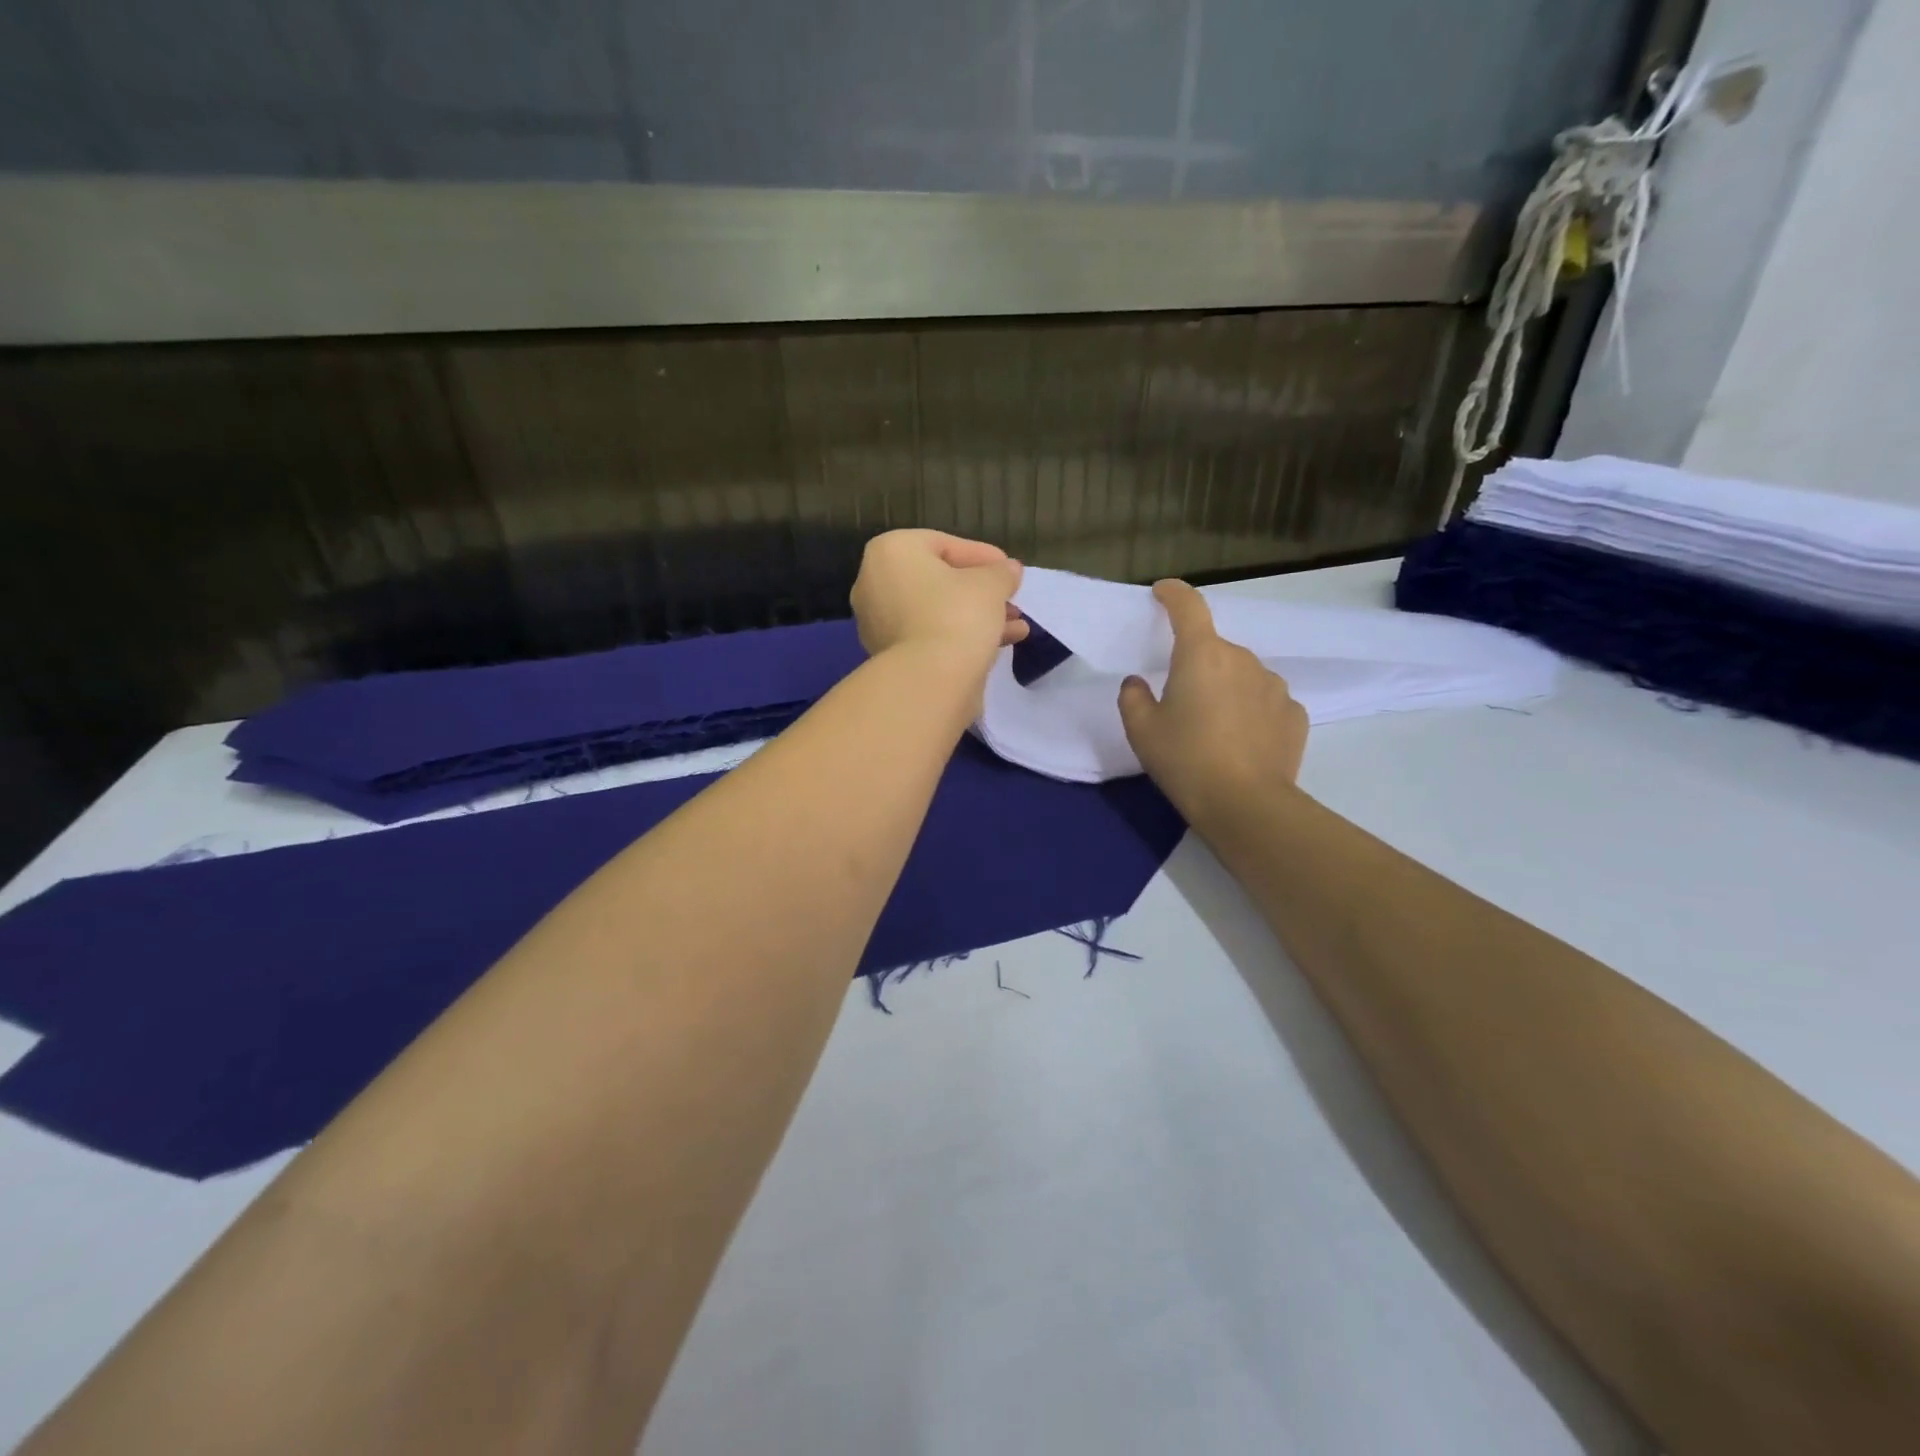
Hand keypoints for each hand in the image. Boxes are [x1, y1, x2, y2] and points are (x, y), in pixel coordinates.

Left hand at [850, 530, 1028, 666]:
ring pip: (937, 611)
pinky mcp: (889, 655)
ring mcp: (878, 622)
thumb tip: (1009, 570)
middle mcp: (874, 583)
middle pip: (939, 580)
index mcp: (891, 552)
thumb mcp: (991, 584)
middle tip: (1010, 598)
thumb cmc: (957, 614)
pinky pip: (931, 635)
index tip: (1009, 570)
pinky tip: (1000, 643)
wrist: (929, 680)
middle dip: (981, 591)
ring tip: (1015, 625)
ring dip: (978, 615)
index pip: (944, 544)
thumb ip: (1001, 572)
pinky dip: (961, 635)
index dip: (983, 556)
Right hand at [1117, 580, 1307, 819]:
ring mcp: (1274, 686)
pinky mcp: (1295, 714)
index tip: (1162, 593)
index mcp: (1202, 655)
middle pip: (1214, 649)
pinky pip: (1265, 701)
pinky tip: (1242, 742)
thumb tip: (1139, 683)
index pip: (1188, 607)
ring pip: (1242, 675)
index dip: (1173, 594)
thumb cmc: (1185, 760)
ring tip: (1214, 729)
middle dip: (1197, 665)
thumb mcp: (1141, 730)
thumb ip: (1133, 697)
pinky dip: (1251, 711)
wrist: (1246, 805)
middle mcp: (1243, 659)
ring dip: (1226, 689)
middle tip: (1180, 703)